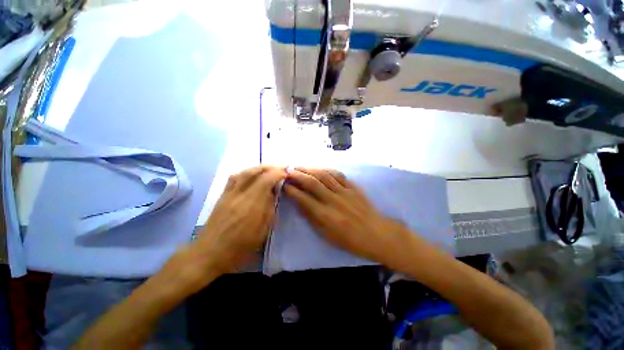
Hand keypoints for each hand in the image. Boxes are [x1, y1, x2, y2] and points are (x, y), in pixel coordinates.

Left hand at [178, 166, 285, 280]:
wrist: (210, 253)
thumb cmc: (240, 247)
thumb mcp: (263, 231)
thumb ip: (269, 209)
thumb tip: (273, 193)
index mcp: (252, 204)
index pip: (266, 180)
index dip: (278, 173)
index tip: (286, 173)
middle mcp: (240, 194)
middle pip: (254, 172)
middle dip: (270, 167)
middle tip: (280, 168)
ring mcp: (229, 194)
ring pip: (243, 172)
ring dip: (258, 168)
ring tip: (268, 169)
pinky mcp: (222, 196)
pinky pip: (234, 178)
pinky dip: (246, 172)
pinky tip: (251, 175)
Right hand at [284, 168, 408, 264]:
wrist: (376, 234)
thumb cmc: (350, 240)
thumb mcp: (327, 235)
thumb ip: (312, 218)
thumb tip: (300, 204)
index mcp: (325, 215)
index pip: (304, 199)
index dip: (292, 191)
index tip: (284, 185)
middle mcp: (333, 200)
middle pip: (312, 183)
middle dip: (298, 175)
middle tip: (288, 171)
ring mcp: (344, 192)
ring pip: (324, 176)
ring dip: (310, 170)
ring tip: (300, 167)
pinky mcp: (353, 187)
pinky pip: (338, 175)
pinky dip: (327, 170)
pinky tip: (320, 169)